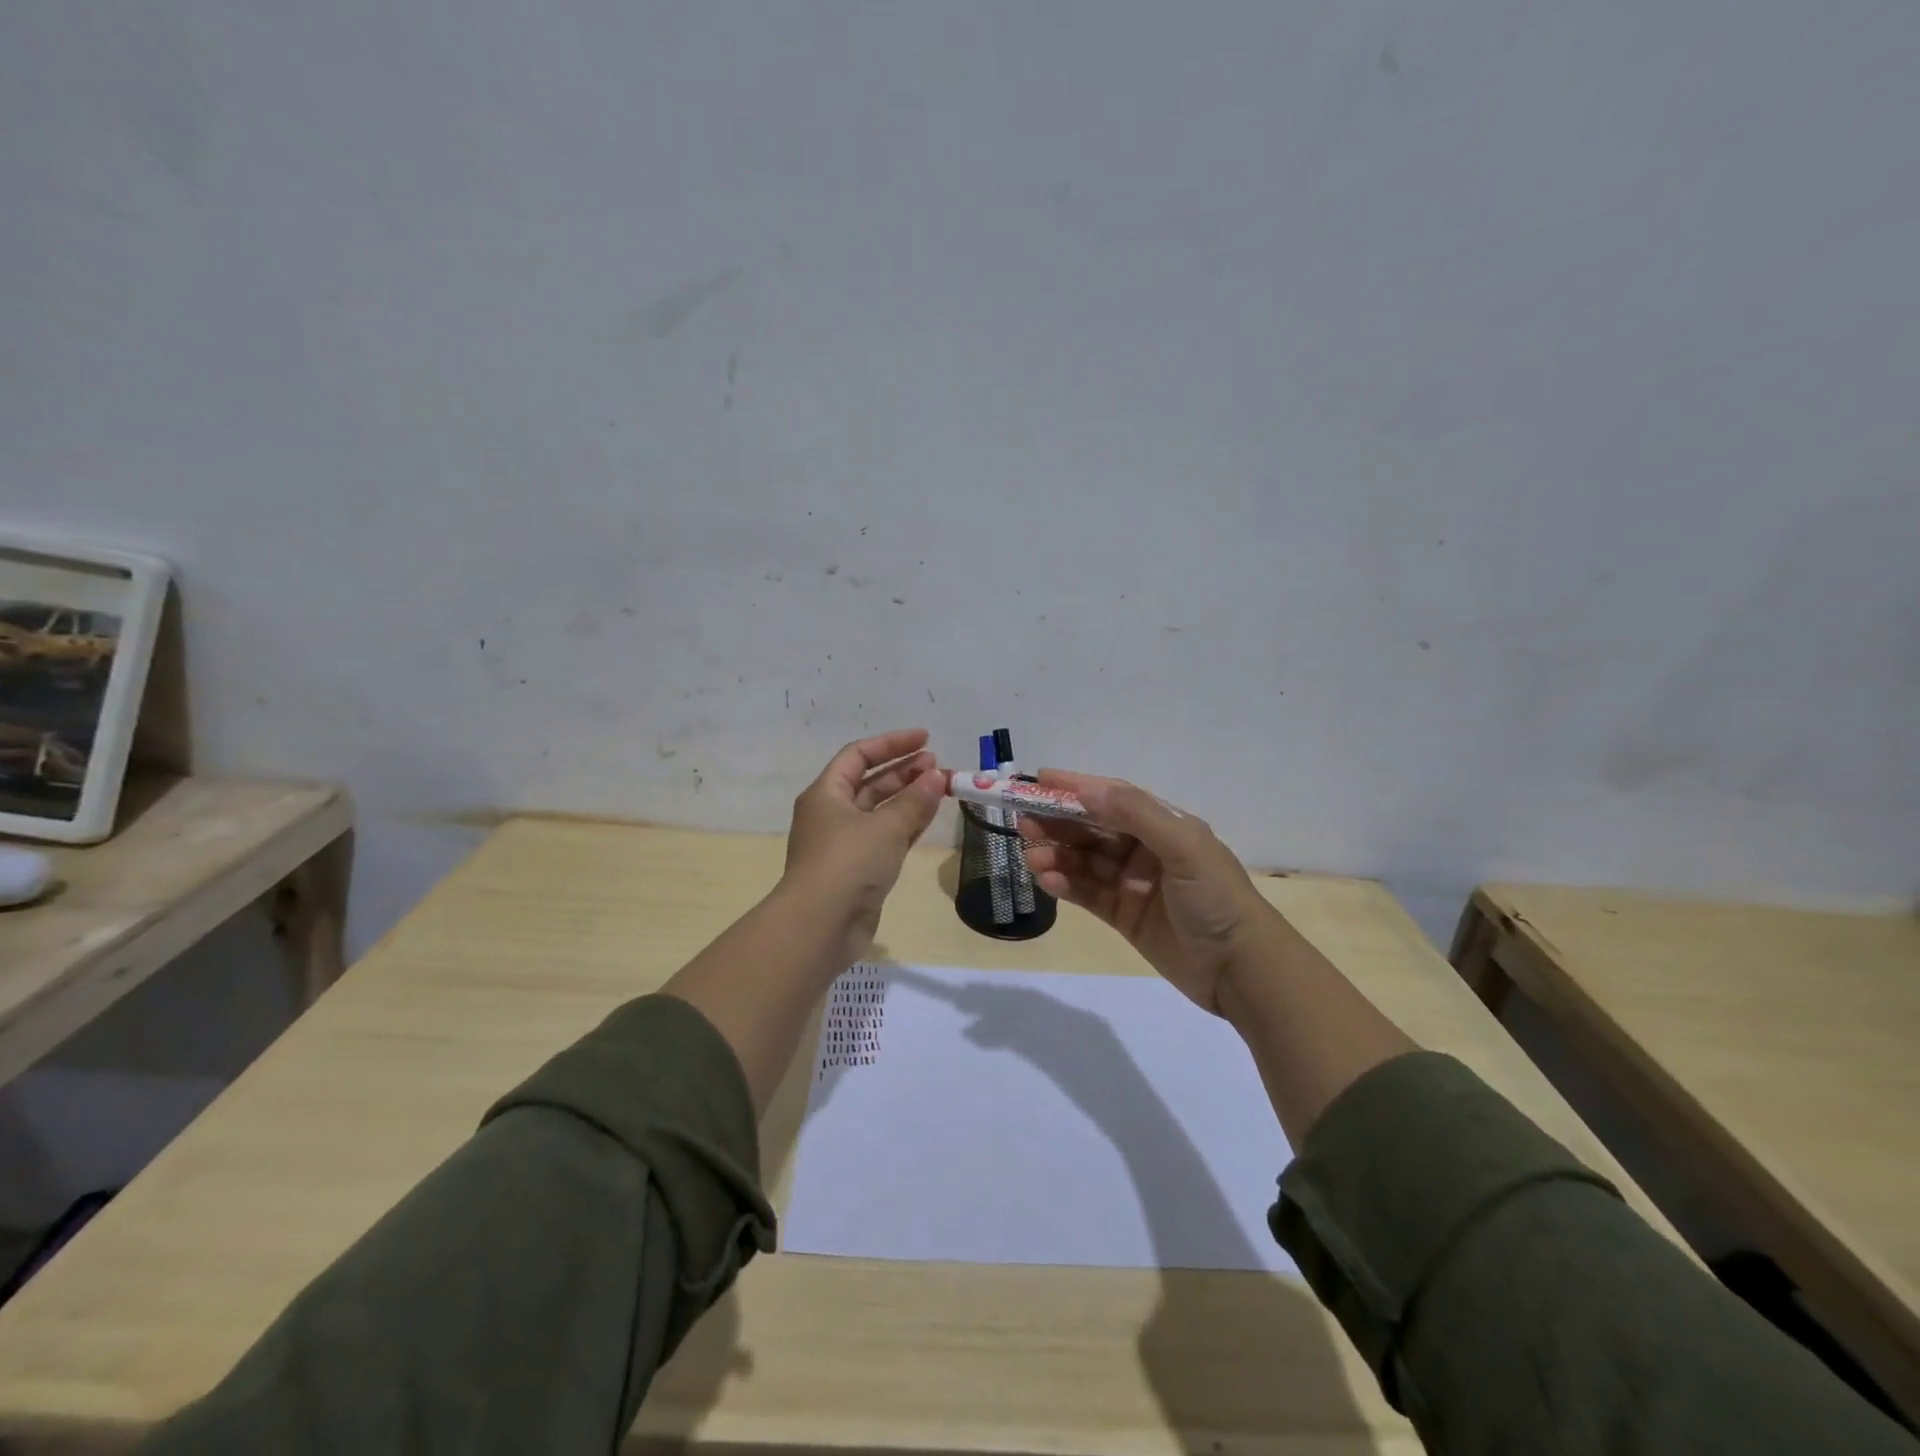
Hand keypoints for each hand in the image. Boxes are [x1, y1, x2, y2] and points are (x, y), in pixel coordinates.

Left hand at [782, 727, 945, 949]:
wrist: (821, 926)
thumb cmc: (848, 863)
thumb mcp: (885, 826)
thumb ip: (914, 800)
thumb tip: (937, 776)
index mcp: (827, 793)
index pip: (859, 755)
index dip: (891, 743)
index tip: (925, 738)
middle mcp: (833, 814)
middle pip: (871, 782)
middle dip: (905, 771)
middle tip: (938, 765)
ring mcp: (845, 843)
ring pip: (881, 810)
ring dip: (909, 797)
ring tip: (941, 785)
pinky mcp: (859, 870)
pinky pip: (886, 836)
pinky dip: (907, 824)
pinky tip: (930, 815)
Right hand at [1018, 771, 1273, 1015]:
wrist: (1241, 969)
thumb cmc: (1216, 897)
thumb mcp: (1183, 845)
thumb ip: (1135, 813)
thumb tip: (1086, 789)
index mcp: (1164, 825)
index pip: (1113, 798)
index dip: (1077, 787)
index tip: (1039, 780)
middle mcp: (1145, 849)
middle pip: (1092, 828)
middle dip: (1058, 822)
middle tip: (1023, 821)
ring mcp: (1132, 883)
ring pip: (1084, 860)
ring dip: (1056, 854)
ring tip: (1031, 856)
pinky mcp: (1123, 915)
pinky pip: (1087, 893)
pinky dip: (1066, 884)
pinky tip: (1048, 880)